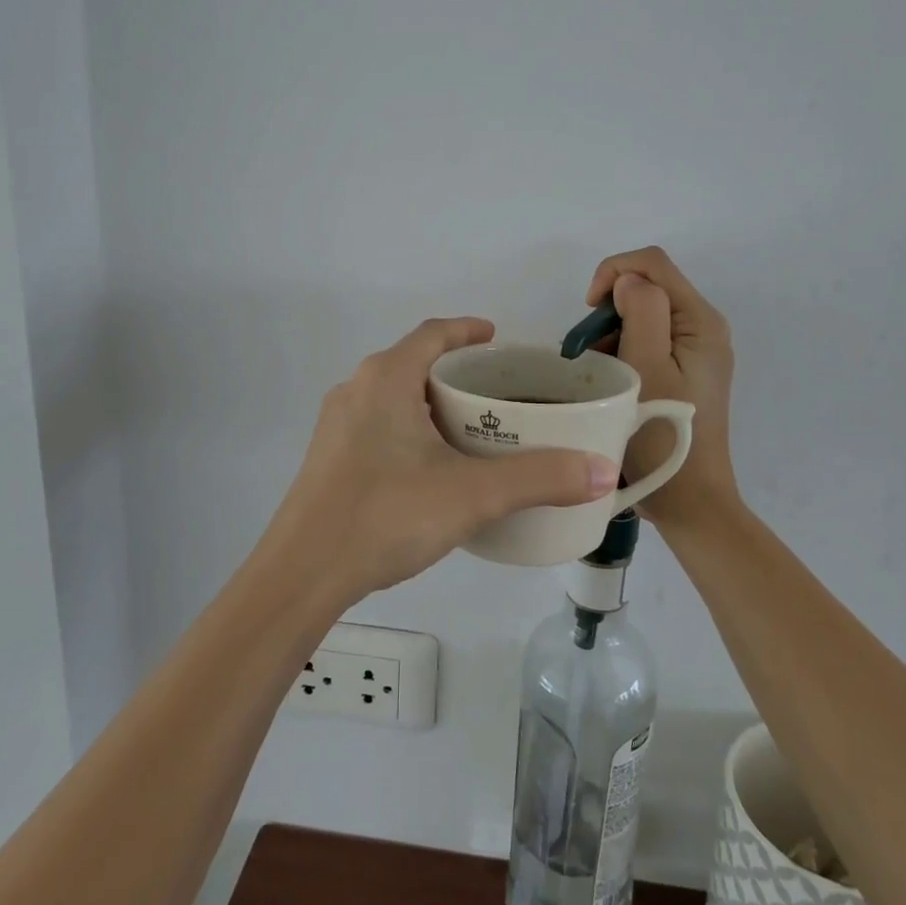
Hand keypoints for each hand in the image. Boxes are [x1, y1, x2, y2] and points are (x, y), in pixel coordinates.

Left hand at [268, 317, 619, 600]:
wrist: (302, 574)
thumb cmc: (386, 515)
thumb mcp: (472, 494)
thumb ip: (539, 479)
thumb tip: (602, 470)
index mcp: (386, 378)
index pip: (433, 334)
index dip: (467, 330)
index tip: (497, 338)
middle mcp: (357, 389)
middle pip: (414, 364)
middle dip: (456, 373)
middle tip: (498, 394)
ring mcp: (337, 425)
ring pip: (395, 397)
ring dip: (432, 403)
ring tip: (473, 429)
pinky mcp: (330, 458)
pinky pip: (379, 425)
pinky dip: (411, 428)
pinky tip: (432, 467)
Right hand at [585, 247, 738, 530]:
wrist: (689, 500)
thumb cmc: (662, 434)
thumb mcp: (648, 367)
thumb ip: (642, 311)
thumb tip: (627, 281)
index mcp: (700, 320)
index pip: (651, 264)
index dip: (612, 273)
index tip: (588, 312)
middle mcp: (703, 327)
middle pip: (647, 288)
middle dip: (609, 309)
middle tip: (586, 351)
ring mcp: (694, 351)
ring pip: (642, 315)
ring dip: (611, 334)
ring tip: (596, 373)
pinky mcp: (684, 372)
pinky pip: (647, 341)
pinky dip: (622, 351)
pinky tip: (610, 382)